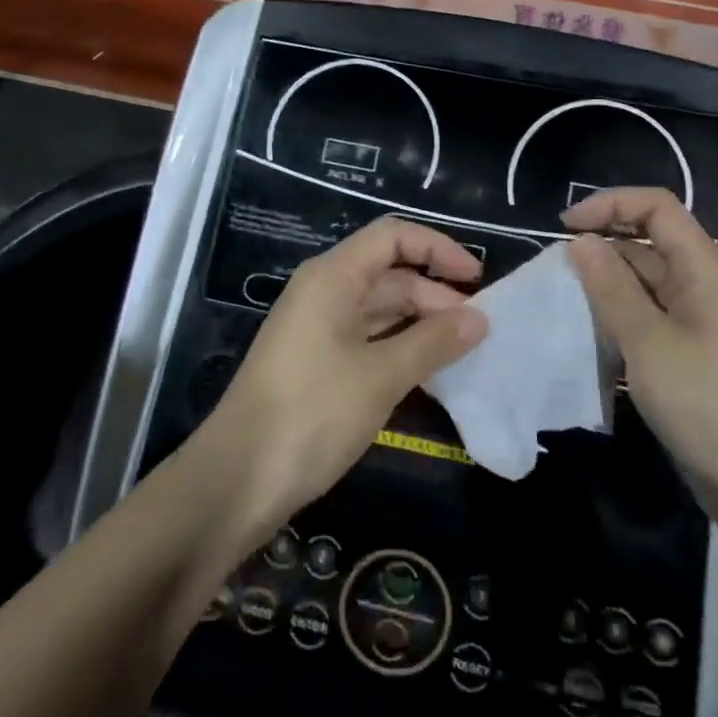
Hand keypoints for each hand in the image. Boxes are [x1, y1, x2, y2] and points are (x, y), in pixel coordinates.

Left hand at [199, 218, 487, 543]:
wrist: (238, 479)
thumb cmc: (312, 413)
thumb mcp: (381, 376)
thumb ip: (434, 342)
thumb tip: (479, 319)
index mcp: (332, 277)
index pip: (392, 237)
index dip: (437, 248)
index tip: (477, 278)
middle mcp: (325, 292)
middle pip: (389, 274)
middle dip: (435, 294)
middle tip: (478, 329)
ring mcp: (319, 328)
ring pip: (381, 310)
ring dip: (421, 325)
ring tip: (464, 352)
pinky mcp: (318, 363)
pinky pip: (369, 340)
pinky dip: (401, 349)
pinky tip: (431, 374)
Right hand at [562, 188, 717, 536]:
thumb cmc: (708, 405)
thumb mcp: (648, 342)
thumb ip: (611, 287)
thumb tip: (580, 242)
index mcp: (707, 270)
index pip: (658, 208)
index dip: (610, 204)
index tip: (564, 228)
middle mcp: (707, 287)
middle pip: (651, 243)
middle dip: (603, 246)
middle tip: (556, 271)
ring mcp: (702, 324)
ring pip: (648, 284)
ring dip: (608, 284)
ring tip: (566, 301)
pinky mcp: (694, 357)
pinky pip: (652, 319)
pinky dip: (620, 317)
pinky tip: (592, 335)